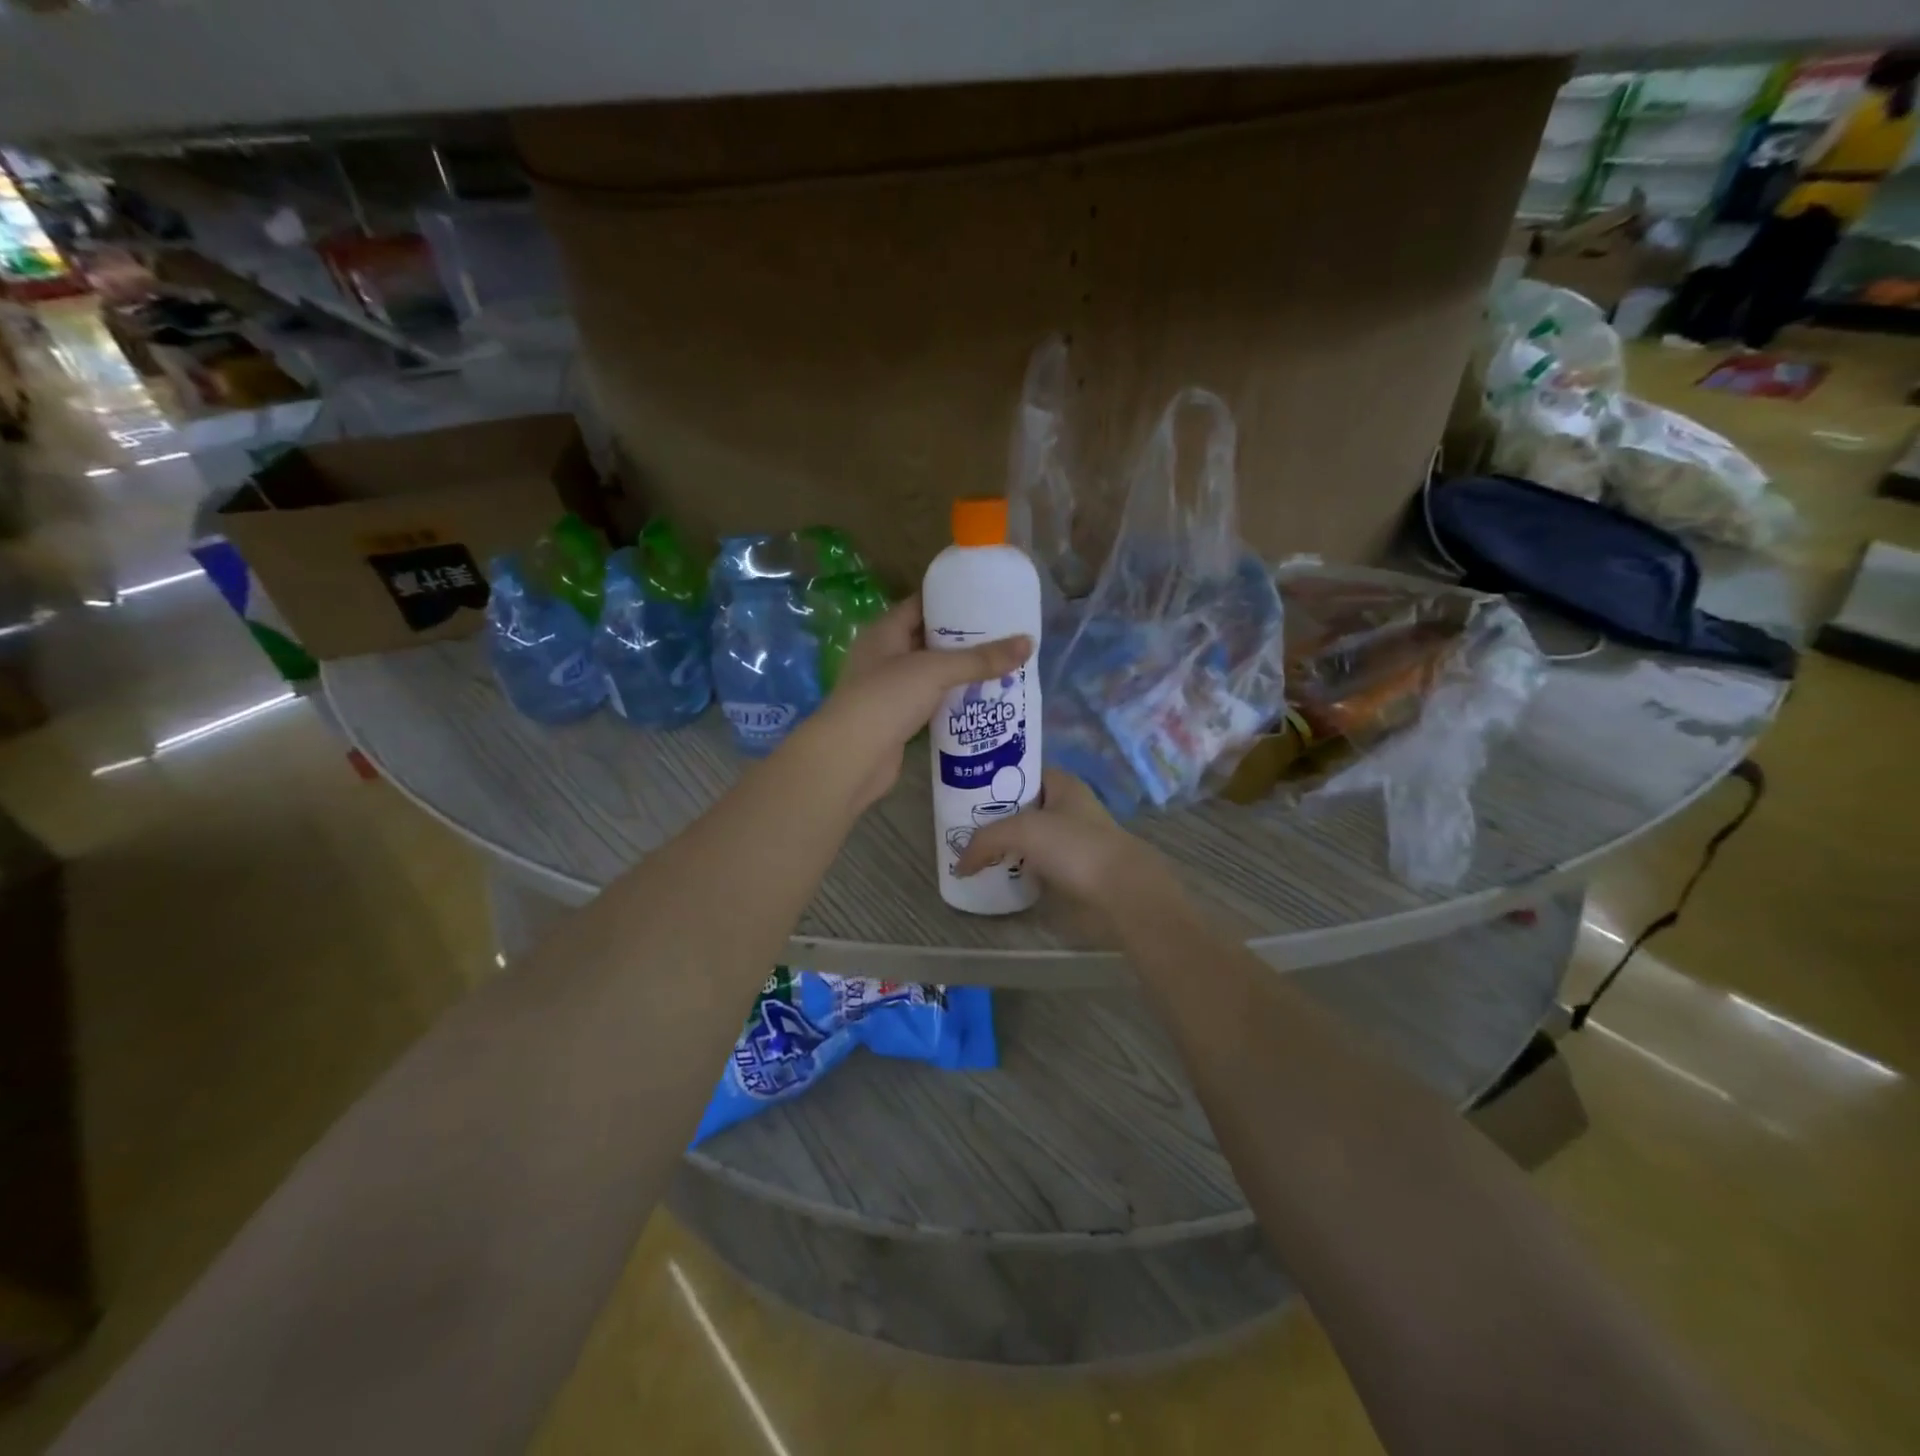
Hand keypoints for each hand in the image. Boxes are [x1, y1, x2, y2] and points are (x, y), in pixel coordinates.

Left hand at [812, 595, 1030, 812]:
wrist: (851, 758)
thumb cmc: (886, 699)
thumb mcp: (935, 671)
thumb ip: (981, 659)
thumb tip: (1028, 643)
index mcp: (885, 632)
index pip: (921, 605)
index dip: (952, 601)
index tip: (989, 600)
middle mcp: (885, 656)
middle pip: (930, 640)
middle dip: (965, 640)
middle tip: (1005, 636)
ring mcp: (890, 690)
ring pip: (933, 674)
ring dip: (962, 673)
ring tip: (1003, 666)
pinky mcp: (898, 720)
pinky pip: (932, 702)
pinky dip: (954, 701)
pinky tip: (983, 701)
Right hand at [955, 769, 1168, 909]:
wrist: (1120, 891)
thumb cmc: (1074, 846)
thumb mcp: (1023, 830)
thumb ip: (985, 841)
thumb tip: (960, 866)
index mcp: (1061, 783)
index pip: (1019, 773)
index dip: (991, 780)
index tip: (961, 793)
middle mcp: (1066, 807)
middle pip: (1019, 807)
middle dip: (992, 817)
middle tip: (959, 828)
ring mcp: (1070, 839)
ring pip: (1027, 838)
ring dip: (1003, 846)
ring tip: (970, 853)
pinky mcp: (1071, 869)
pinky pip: (1034, 863)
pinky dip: (1016, 868)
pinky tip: (995, 875)